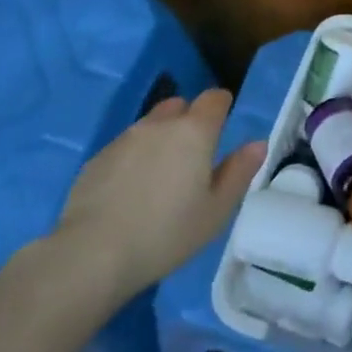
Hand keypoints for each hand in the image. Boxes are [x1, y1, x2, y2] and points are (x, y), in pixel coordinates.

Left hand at [53, 89, 263, 296]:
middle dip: (189, 121)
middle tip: (193, 156)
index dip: (221, 106)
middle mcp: (158, 125)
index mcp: (194, 132)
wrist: (94, 253)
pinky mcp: (96, 158)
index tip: (224, 125)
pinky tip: (130, 192)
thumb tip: (258, 143)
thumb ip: (239, 172)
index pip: (214, 98)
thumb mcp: (216, 210)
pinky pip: (124, 147)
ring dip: (159, 139)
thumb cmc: (167, 233)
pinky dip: (133, 159)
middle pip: (179, 106)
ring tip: (160, 177)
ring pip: (149, 125)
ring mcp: (123, 139)